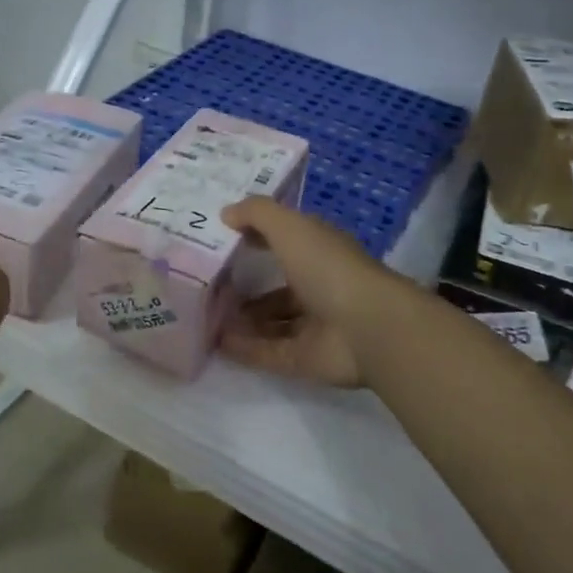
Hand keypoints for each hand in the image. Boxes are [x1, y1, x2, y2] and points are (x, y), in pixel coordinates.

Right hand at [218, 197, 401, 388]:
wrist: (368, 328)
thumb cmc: (330, 269)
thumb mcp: (291, 227)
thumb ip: (257, 214)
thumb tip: (226, 213)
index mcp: (320, 253)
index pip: (285, 242)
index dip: (256, 238)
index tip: (220, 240)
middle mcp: (319, 287)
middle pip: (277, 288)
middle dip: (245, 287)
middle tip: (207, 287)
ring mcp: (313, 327)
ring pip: (270, 323)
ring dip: (241, 320)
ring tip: (204, 316)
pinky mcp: (305, 359)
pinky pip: (267, 352)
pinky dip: (243, 348)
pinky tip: (215, 343)